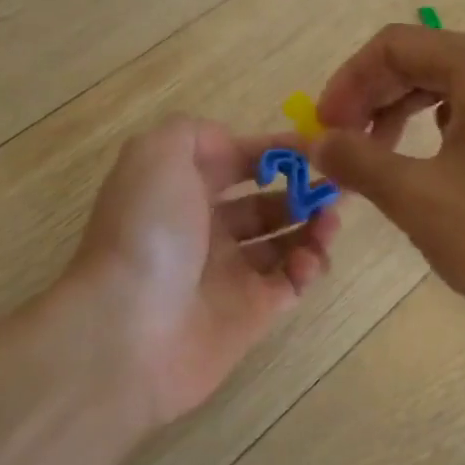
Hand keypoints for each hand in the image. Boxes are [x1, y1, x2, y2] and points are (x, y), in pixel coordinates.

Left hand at [69, 116, 340, 426]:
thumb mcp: (157, 154)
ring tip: (330, 221)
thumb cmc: (148, 232)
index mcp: (180, 191)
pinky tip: (311, 259)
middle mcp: (204, 230)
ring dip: (312, 226)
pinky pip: (289, 283)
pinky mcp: (250, 315)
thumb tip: (232, 145)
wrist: (128, 330)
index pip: (235, 162)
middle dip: (301, 190)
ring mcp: (227, 274)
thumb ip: (195, 133)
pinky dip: (308, 268)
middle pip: (264, 203)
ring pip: (283, 242)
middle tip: (336, 188)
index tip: (315, 147)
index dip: (273, 151)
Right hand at [314, 25, 464, 345]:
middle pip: (419, 60)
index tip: (323, 128)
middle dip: (370, 98)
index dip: (348, 82)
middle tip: (340, 144)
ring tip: (373, 157)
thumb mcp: (416, 198)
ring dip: (397, 112)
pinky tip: (420, 162)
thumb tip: (315, 142)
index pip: (394, 46)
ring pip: (443, 84)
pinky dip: (432, 127)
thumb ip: (357, 160)